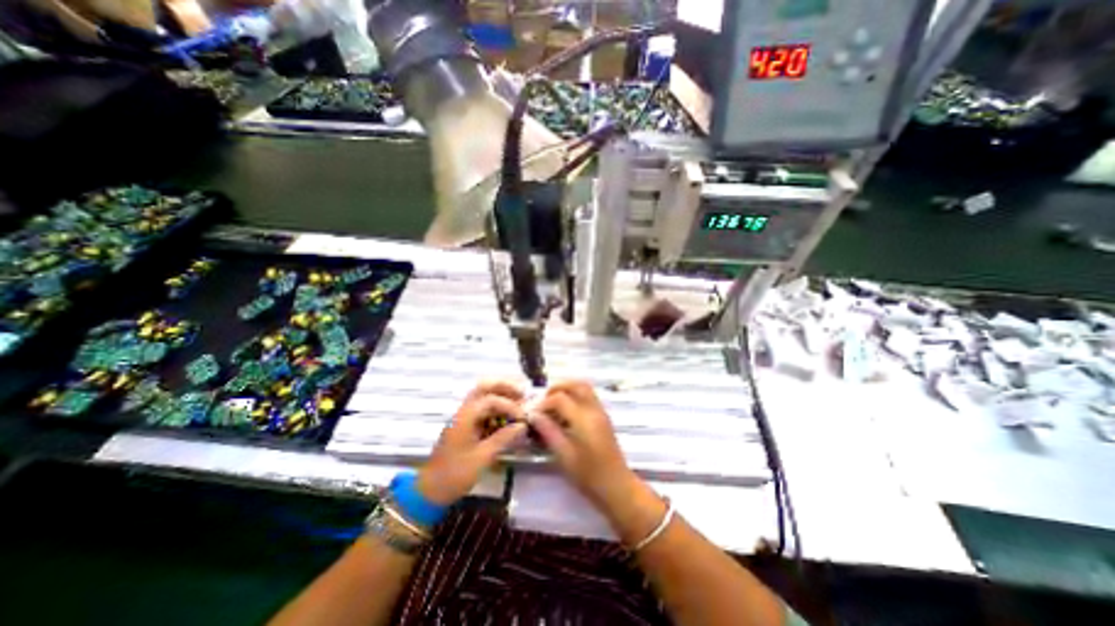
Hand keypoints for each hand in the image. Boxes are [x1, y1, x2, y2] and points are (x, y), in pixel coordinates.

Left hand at [416, 381, 527, 507]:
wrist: (431, 491)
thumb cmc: (456, 474)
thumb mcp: (483, 457)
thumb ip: (503, 438)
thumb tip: (522, 426)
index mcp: (465, 416)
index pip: (491, 399)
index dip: (510, 406)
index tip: (522, 418)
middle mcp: (464, 411)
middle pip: (484, 387)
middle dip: (504, 387)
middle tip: (522, 393)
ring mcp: (463, 417)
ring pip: (483, 396)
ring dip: (501, 396)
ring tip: (519, 403)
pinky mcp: (465, 426)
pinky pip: (483, 409)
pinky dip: (496, 409)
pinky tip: (507, 418)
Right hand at [536, 382, 640, 512]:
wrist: (616, 486)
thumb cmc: (588, 475)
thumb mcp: (564, 455)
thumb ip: (549, 431)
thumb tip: (534, 415)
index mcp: (584, 419)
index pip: (560, 398)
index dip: (544, 403)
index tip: (533, 414)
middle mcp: (594, 409)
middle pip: (576, 384)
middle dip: (557, 388)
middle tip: (543, 401)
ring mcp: (601, 411)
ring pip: (584, 387)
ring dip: (567, 389)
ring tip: (553, 404)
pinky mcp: (603, 416)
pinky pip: (588, 396)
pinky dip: (575, 395)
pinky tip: (565, 412)